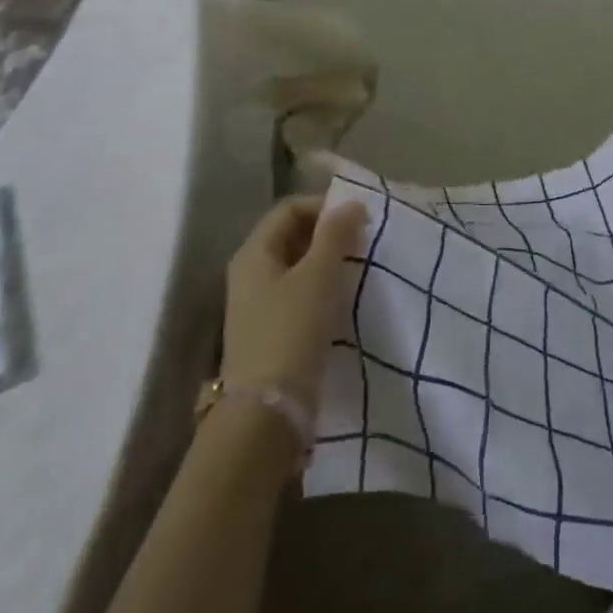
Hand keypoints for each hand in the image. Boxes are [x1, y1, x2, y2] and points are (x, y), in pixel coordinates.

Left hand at [221, 195, 368, 400]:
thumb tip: (350, 203)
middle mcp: (249, 274)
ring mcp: (257, 304)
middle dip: (328, 232)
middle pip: (291, 236)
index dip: (324, 205)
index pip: (289, 209)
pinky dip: (322, 286)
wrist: (269, 409)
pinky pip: (298, 292)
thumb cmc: (292, 330)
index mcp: (253, 254)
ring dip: (327, 260)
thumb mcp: (319, 275)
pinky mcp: (270, 330)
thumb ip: (336, 234)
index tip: (359, 216)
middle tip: (362, 240)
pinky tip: (343, 297)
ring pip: (296, 265)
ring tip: (358, 266)